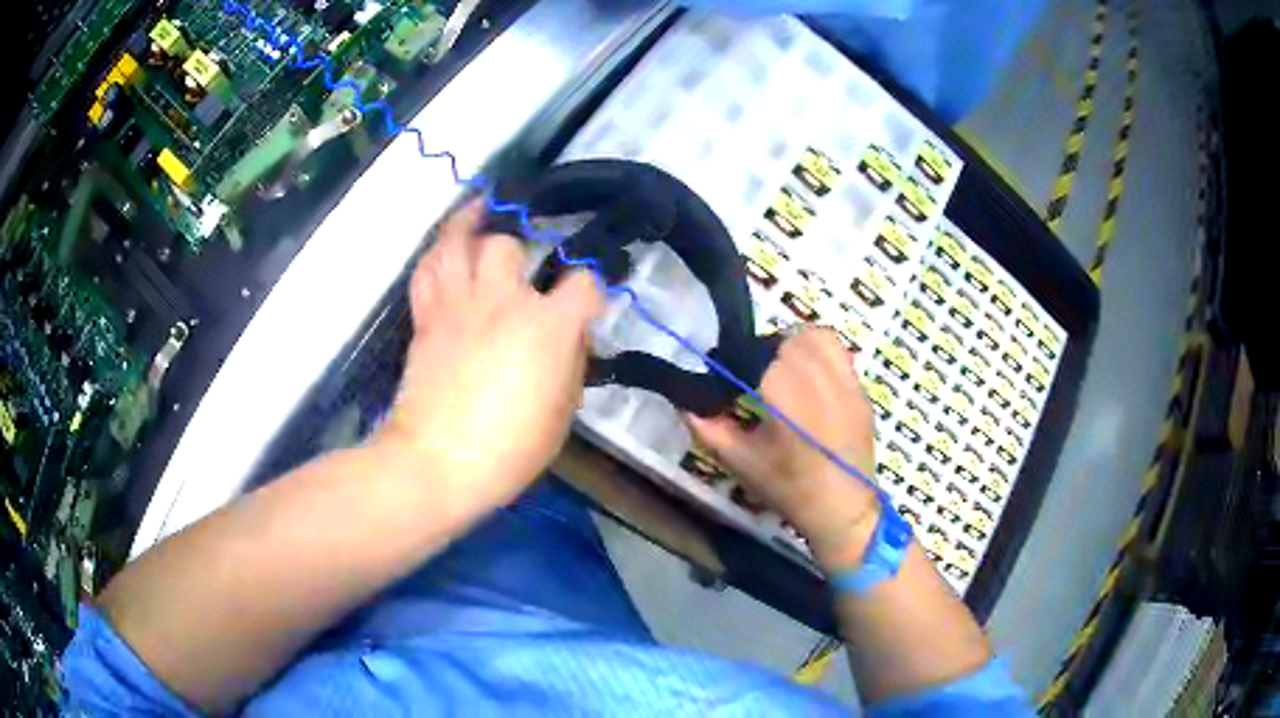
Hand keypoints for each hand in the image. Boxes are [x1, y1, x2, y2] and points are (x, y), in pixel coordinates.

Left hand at [375, 200, 604, 513]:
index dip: (593, 286)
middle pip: (507, 244)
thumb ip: (571, 364)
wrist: (436, 464)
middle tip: (524, 261)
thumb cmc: (507, 450)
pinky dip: (437, 254)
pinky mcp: (425, 319)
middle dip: (520, 248)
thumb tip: (571, 335)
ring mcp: (456, 306)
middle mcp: (500, 302)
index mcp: (545, 328)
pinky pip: (427, 270)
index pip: (584, 282)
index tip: (591, 297)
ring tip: (481, 210)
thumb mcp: (561, 415)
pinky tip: (447, 249)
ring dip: (469, 223)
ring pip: (457, 241)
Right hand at [687, 327, 879, 569]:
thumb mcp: (739, 460)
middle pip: (784, 341)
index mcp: (782, 394)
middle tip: (757, 380)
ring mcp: (843, 380)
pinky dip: (821, 353)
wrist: (842, 508)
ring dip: (795, 345)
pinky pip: (838, 352)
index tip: (731, 380)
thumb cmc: (787, 487)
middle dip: (765, 354)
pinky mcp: (859, 388)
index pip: (751, 354)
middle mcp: (815, 377)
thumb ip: (708, 426)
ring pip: (814, 337)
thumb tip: (686, 401)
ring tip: (786, 370)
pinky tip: (812, 378)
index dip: (737, 362)